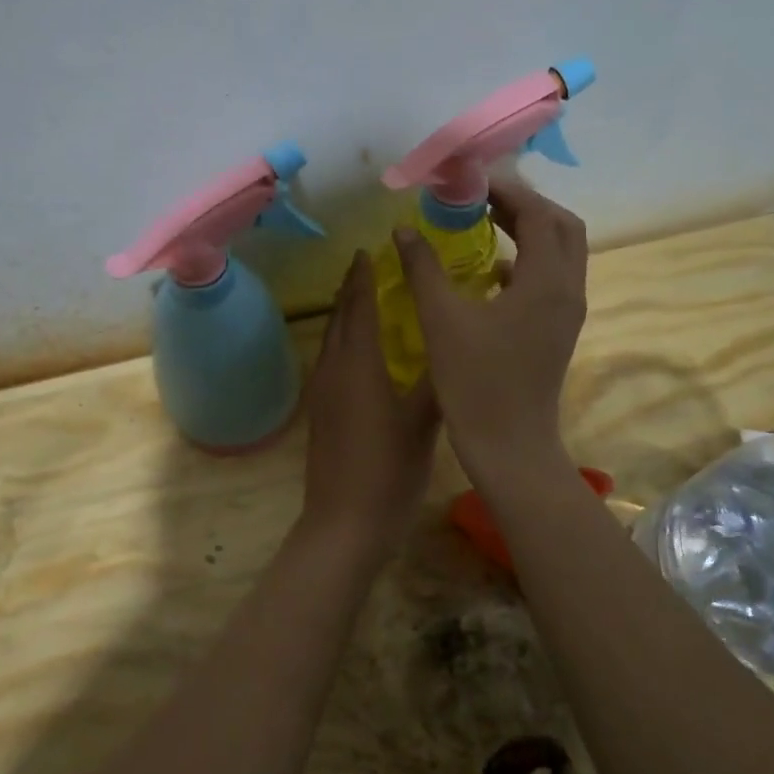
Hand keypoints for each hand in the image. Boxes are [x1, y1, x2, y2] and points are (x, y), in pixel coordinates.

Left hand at [301, 252, 441, 551]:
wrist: (344, 524)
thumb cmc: (388, 470)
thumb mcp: (423, 423)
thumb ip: (438, 380)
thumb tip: (453, 343)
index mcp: (358, 365)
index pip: (359, 307)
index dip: (363, 277)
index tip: (369, 250)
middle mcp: (333, 370)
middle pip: (339, 318)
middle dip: (350, 288)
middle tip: (367, 265)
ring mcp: (322, 393)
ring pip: (331, 339)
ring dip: (344, 313)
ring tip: (362, 297)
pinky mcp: (320, 413)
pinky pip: (330, 360)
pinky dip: (342, 340)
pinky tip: (359, 351)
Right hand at [392, 175, 586, 485]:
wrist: (510, 447)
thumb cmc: (475, 384)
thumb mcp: (441, 320)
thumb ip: (423, 267)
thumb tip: (403, 229)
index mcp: (546, 281)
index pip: (537, 212)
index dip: (505, 189)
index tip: (468, 180)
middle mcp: (567, 290)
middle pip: (561, 226)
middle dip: (524, 204)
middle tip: (481, 198)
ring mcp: (567, 312)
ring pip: (561, 252)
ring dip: (529, 230)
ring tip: (484, 223)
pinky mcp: (558, 330)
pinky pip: (551, 278)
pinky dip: (527, 261)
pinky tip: (490, 271)